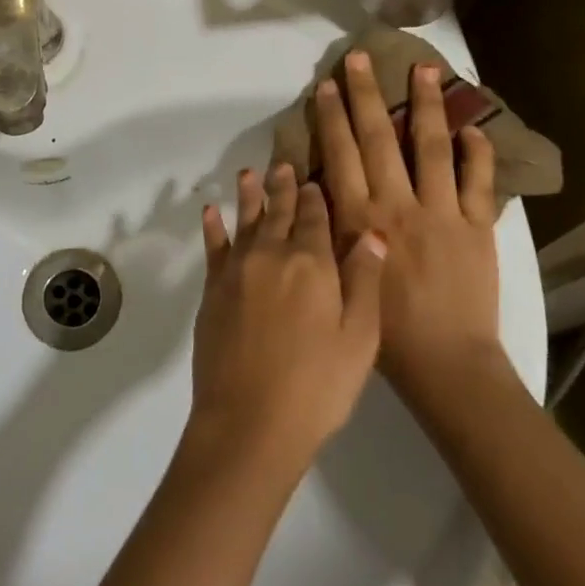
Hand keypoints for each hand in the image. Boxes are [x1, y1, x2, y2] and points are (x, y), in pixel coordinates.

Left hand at [189, 164, 387, 474]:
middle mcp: (272, 255)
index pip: (315, 218)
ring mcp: (238, 271)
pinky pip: (213, 247)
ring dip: (248, 196)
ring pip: (246, 221)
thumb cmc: (318, 386)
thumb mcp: (359, 338)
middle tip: (282, 164)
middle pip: (278, 212)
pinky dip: (213, 227)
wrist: (250, 421)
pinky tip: (211, 211)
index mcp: (312, 263)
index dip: (315, 197)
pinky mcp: (213, 291)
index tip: (313, 179)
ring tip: (248, 173)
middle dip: (282, 187)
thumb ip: (364, 281)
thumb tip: (372, 233)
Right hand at [312, 52, 501, 399]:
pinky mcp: (478, 227)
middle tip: (361, 59)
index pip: (341, 153)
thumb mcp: (338, 275)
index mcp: (360, 217)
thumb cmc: (383, 328)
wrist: (445, 363)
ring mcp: (443, 212)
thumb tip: (317, 184)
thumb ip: (330, 228)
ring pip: (432, 147)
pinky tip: (476, 128)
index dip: (332, 115)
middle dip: (367, 95)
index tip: (327, 84)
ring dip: (427, 106)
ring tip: (425, 70)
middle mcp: (398, 203)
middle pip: (380, 138)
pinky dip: (479, 153)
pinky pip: (479, 182)